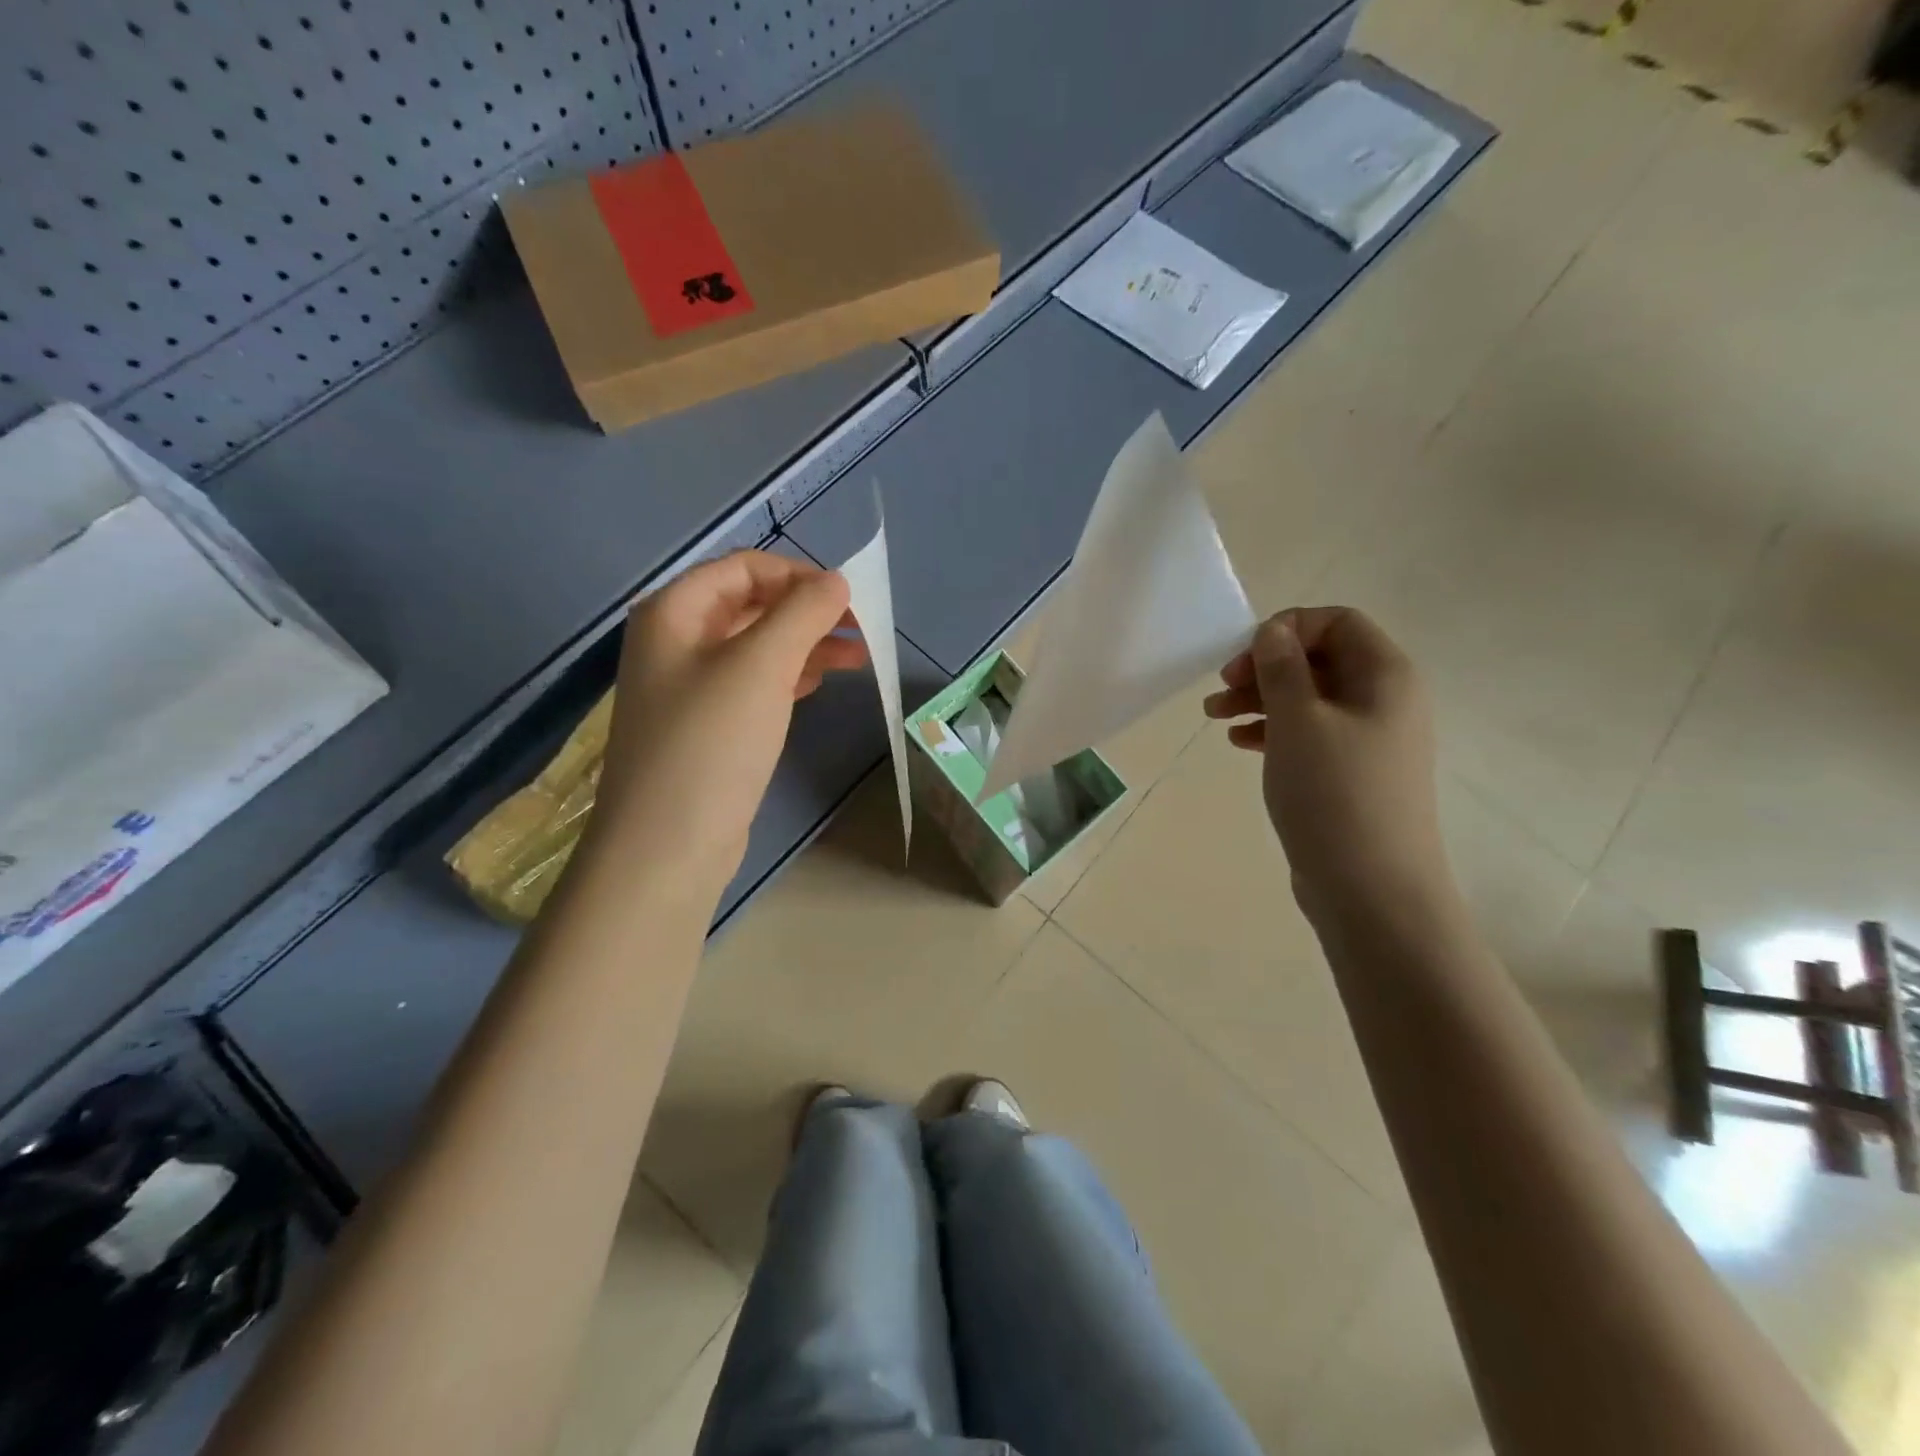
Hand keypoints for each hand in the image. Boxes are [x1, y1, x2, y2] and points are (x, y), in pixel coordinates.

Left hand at [586, 550, 868, 903]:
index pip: (744, 568)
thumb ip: (802, 613)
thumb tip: (836, 581)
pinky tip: (818, 682)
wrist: (667, 846)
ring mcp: (689, 686)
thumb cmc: (711, 743)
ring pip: (756, 646)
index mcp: (674, 612)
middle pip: (751, 605)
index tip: (848, 599)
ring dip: (806, 644)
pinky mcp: (707, 725)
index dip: (798, 575)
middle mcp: (676, 641)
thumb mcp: (761, 666)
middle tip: (861, 630)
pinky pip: (752, 683)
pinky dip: (788, 676)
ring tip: (858, 656)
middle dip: (808, 612)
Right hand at [1204, 607, 1454, 927]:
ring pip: (1309, 699)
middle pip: (1319, 659)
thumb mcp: (1299, 720)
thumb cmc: (1334, 793)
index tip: (1244, 657)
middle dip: (1264, 667)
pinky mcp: (1350, 773)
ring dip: (1260, 699)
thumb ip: (1282, 667)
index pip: (1337, 621)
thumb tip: (1272, 631)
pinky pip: (1309, 734)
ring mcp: (1368, 740)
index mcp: (1385, 675)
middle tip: (1220, 689)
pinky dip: (1273, 730)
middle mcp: (1384, 700)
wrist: (1371, 889)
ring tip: (1215, 717)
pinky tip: (1240, 743)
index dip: (1287, 628)